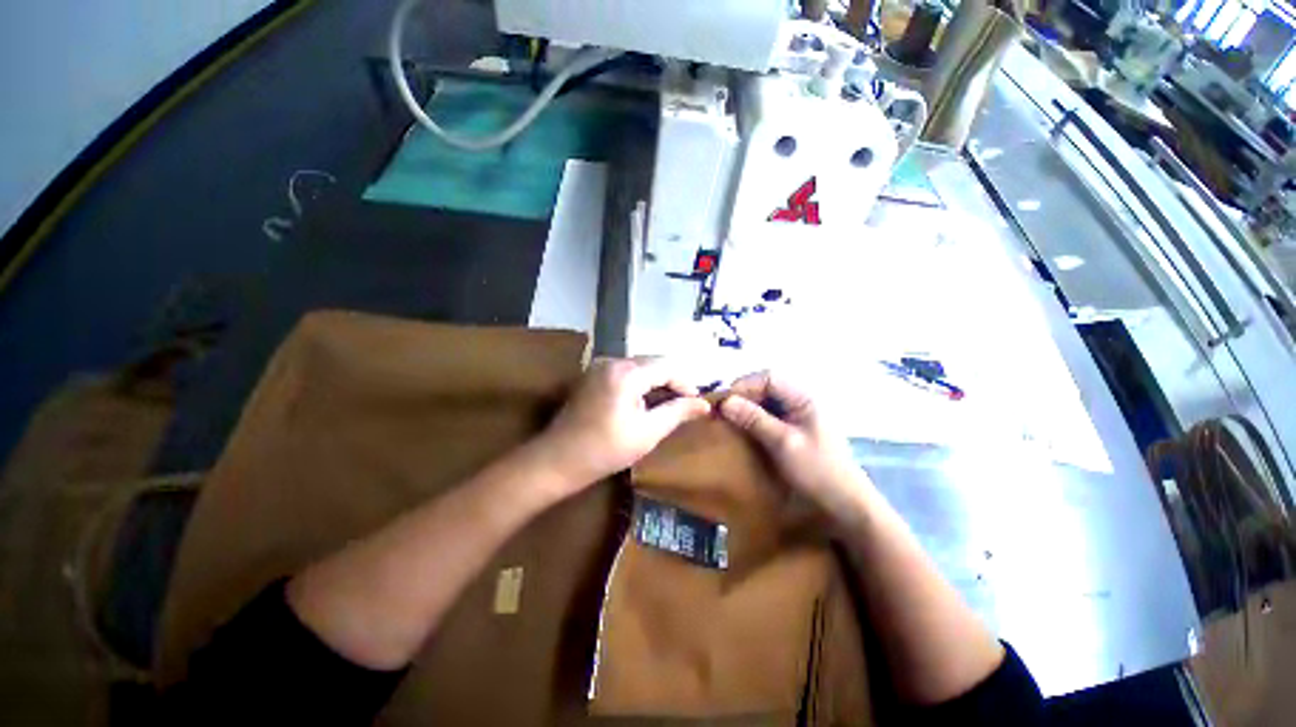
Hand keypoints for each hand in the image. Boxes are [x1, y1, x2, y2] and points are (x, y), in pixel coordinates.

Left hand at [535, 358, 710, 488]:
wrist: (557, 460)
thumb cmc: (606, 450)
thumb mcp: (648, 432)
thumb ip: (678, 412)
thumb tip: (704, 404)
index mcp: (626, 373)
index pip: (668, 366)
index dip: (686, 383)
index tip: (697, 404)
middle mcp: (612, 361)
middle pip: (653, 362)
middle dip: (672, 381)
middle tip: (685, 405)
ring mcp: (599, 366)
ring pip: (640, 366)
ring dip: (656, 382)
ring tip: (667, 405)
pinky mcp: (592, 375)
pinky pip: (625, 372)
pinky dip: (640, 383)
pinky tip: (643, 402)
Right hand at [719, 371, 871, 517]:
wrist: (845, 503)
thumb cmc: (817, 470)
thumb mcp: (783, 443)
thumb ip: (754, 419)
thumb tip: (725, 402)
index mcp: (804, 398)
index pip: (769, 377)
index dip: (745, 385)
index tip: (725, 402)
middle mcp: (801, 400)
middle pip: (767, 386)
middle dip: (744, 395)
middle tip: (723, 411)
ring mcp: (798, 414)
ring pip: (766, 400)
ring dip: (747, 406)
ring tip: (730, 419)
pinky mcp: (794, 428)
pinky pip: (769, 414)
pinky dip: (754, 417)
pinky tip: (744, 428)